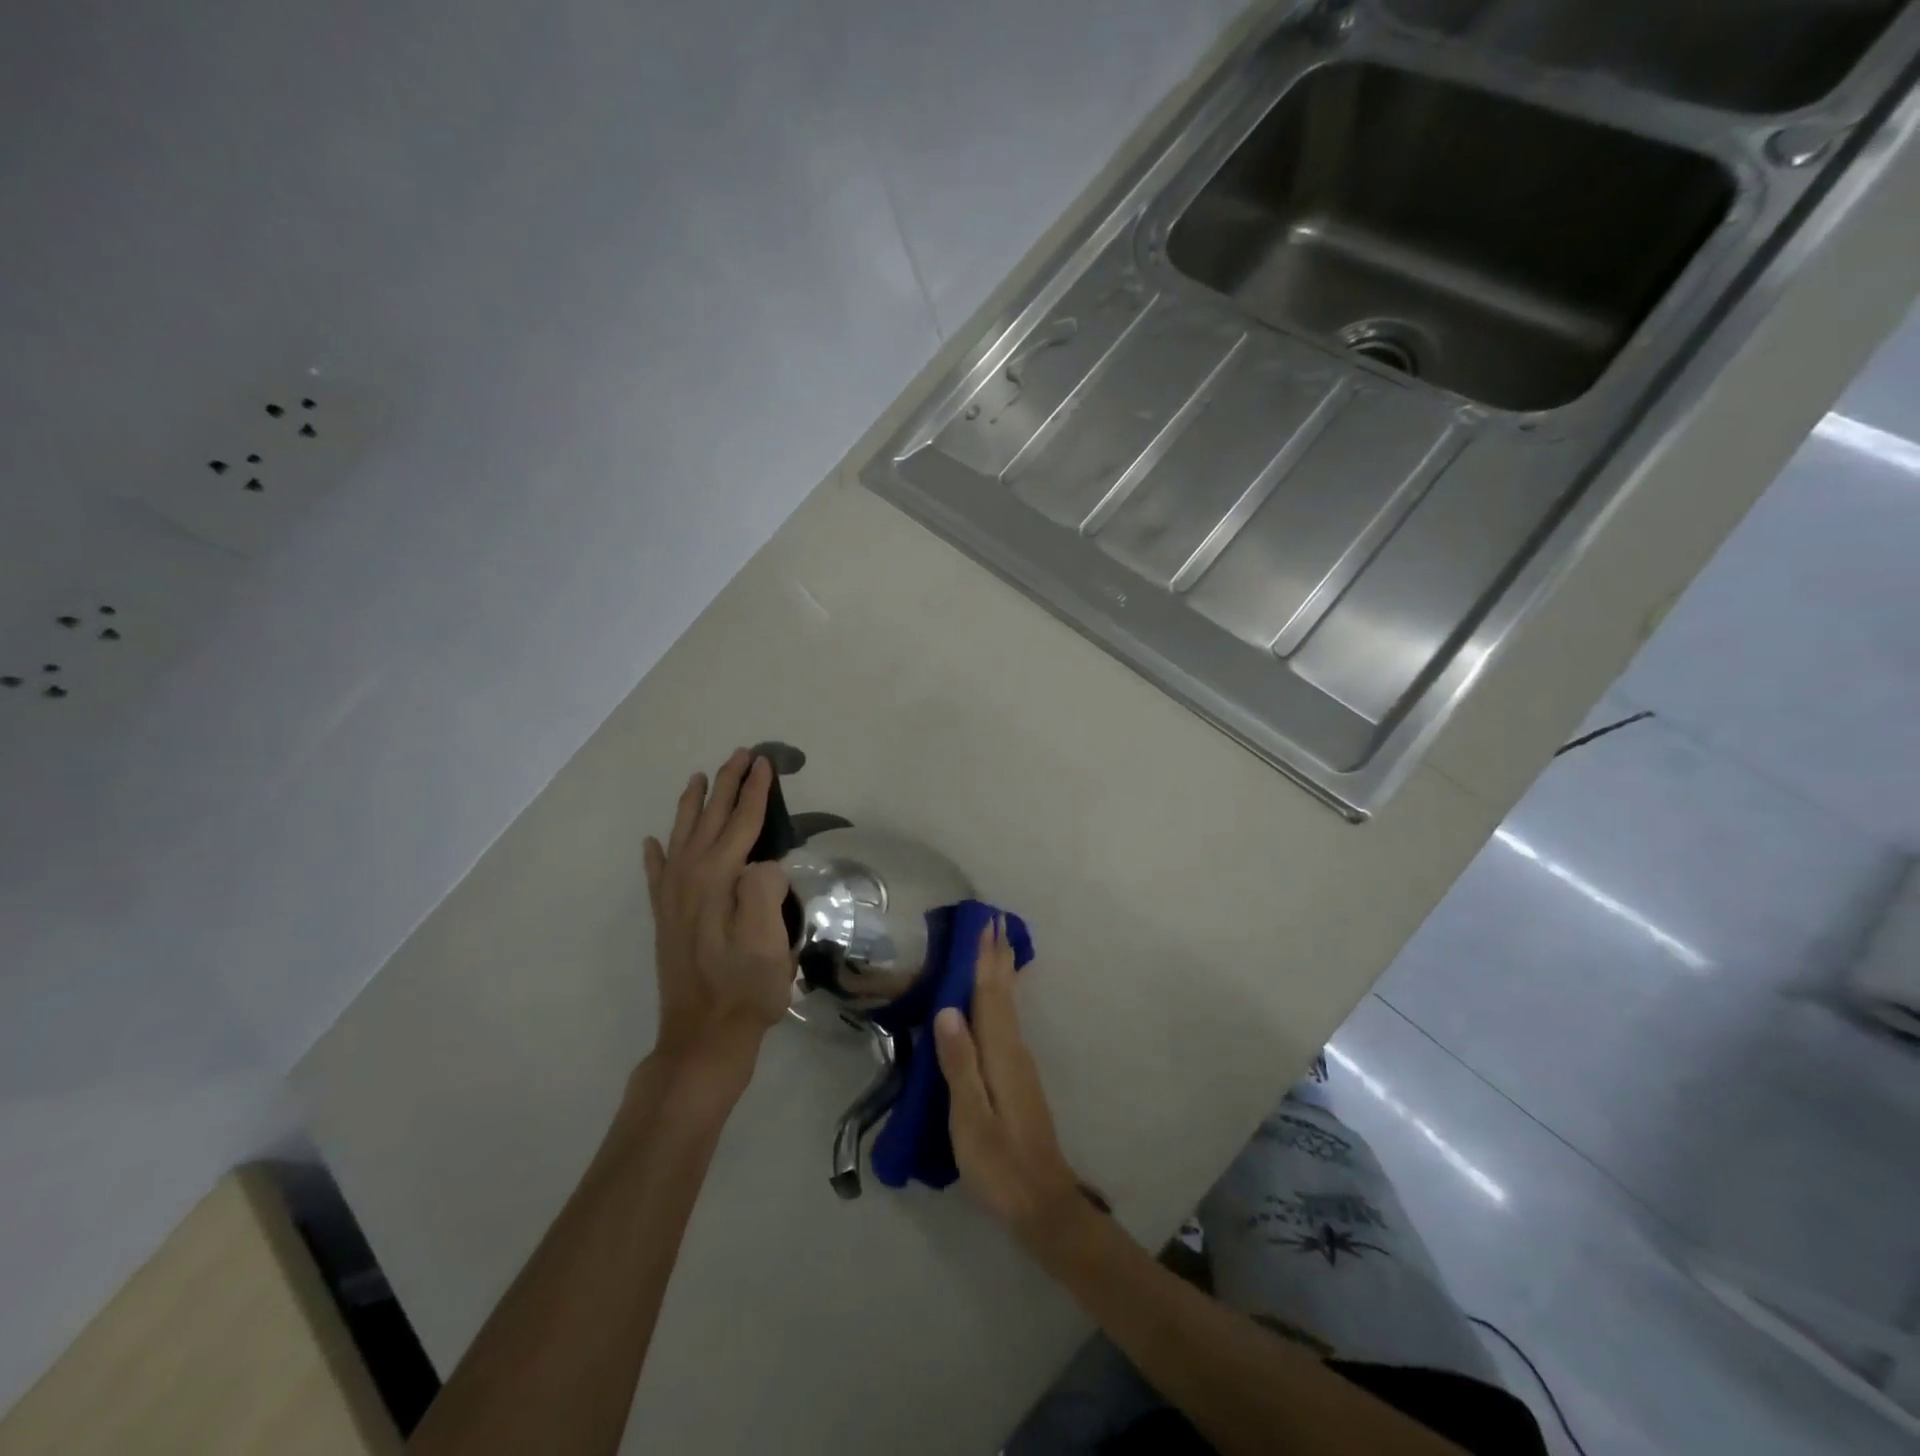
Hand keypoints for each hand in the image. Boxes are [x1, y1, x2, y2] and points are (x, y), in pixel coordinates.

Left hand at [642, 750, 793, 1083]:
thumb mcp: (769, 944)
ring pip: (683, 836)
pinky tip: (651, 843)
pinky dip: (655, 853)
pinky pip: (657, 874)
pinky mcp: (665, 919)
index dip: (756, 791)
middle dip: (728, 784)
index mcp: (719, 880)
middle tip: (741, 754)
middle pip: (711, 820)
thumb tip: (764, 863)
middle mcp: (690, 879)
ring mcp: (673, 898)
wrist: (702, 1038)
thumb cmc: (746, 991)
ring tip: (699, 778)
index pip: (742, 823)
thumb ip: (765, 892)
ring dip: (694, 805)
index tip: (766, 762)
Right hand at [934, 919, 1083, 1244]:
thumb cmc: (999, 1162)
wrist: (1042, 1201)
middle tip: (995, 920)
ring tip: (997, 946)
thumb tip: (947, 1009)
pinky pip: (1007, 1021)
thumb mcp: (970, 1118)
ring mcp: (1019, 1063)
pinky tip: (1000, 999)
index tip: (986, 924)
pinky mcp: (1018, 1076)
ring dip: (1002, 972)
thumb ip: (959, 1063)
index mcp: (1000, 1054)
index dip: (986, 959)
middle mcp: (1014, 1049)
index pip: (991, 995)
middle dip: (998, 956)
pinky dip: (1003, 998)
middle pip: (1004, 993)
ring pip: (1008, 1005)